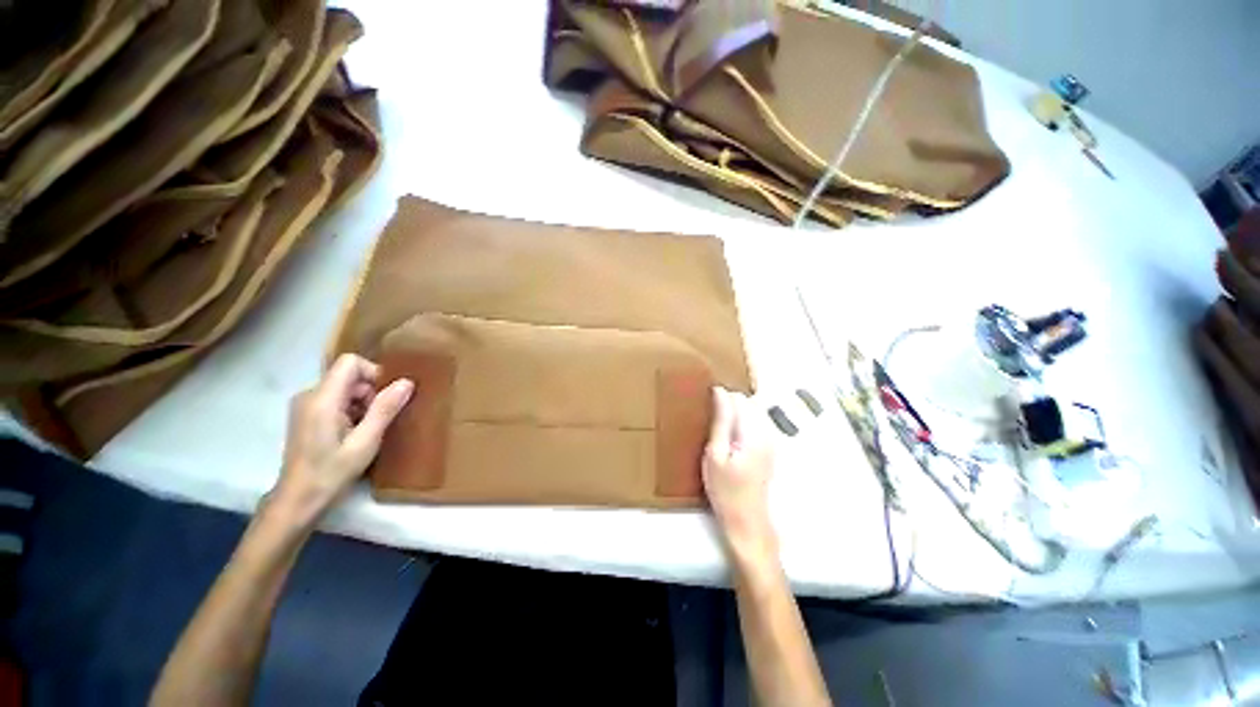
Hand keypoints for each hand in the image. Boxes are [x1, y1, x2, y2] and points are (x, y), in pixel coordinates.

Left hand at [270, 354, 413, 527]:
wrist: (297, 500)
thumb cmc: (331, 472)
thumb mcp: (366, 442)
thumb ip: (385, 409)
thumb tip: (407, 382)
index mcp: (322, 399)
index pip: (351, 363)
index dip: (374, 373)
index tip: (387, 397)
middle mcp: (309, 395)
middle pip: (349, 376)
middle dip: (371, 392)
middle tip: (379, 420)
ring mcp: (305, 405)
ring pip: (344, 388)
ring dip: (363, 403)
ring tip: (367, 430)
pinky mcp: (305, 415)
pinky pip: (336, 399)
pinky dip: (351, 410)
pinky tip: (355, 434)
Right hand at [703, 387, 777, 570]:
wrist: (747, 521)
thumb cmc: (725, 490)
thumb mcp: (715, 454)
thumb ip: (720, 421)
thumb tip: (719, 392)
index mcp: (753, 433)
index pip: (739, 399)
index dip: (722, 396)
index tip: (705, 401)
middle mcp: (767, 432)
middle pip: (749, 402)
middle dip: (729, 402)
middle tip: (709, 415)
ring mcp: (770, 440)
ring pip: (752, 411)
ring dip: (735, 411)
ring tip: (716, 423)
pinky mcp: (768, 448)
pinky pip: (755, 423)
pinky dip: (741, 422)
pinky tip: (728, 435)